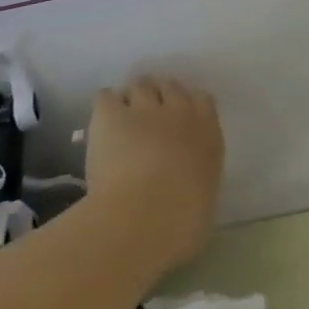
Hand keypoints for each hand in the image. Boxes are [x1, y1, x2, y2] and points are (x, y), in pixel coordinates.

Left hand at [83, 76, 223, 271]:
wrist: (142, 218)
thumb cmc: (181, 223)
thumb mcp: (202, 203)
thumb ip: (197, 183)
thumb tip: (188, 190)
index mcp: (207, 133)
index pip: (203, 101)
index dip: (189, 106)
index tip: (179, 122)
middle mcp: (179, 112)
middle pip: (171, 87)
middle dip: (160, 97)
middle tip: (147, 118)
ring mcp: (144, 109)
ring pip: (141, 85)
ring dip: (133, 98)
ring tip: (122, 118)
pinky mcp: (111, 115)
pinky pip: (107, 97)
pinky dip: (105, 106)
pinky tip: (100, 123)